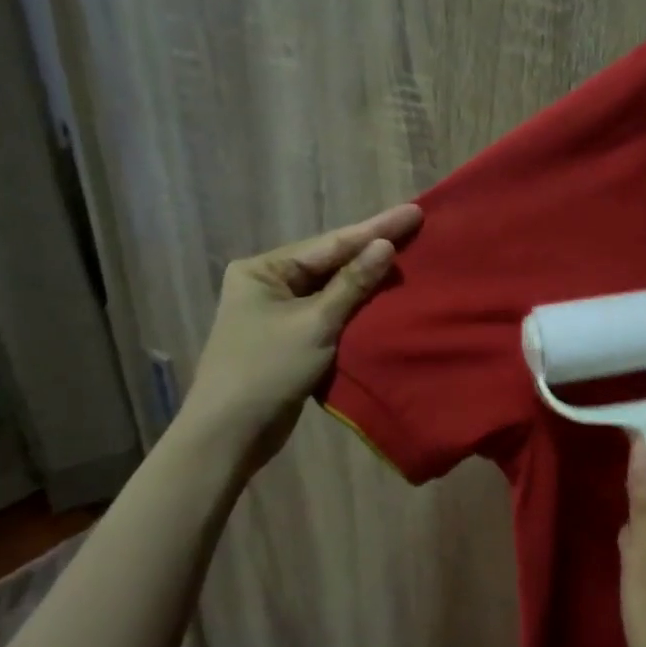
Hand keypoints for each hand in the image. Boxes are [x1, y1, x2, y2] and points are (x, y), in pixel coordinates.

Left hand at [179, 203, 422, 472]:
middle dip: (372, 247)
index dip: (375, 229)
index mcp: (263, 269)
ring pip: (332, 287)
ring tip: (408, 256)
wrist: (230, 434)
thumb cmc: (266, 371)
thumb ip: (352, 284)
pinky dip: (357, 305)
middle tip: (415, 227)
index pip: (330, 244)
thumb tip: (385, 245)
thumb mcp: (315, 324)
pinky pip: (330, 311)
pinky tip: (385, 296)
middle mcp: (268, 282)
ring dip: (367, 277)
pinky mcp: (290, 337)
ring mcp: (278, 310)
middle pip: (330, 261)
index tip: (413, 212)